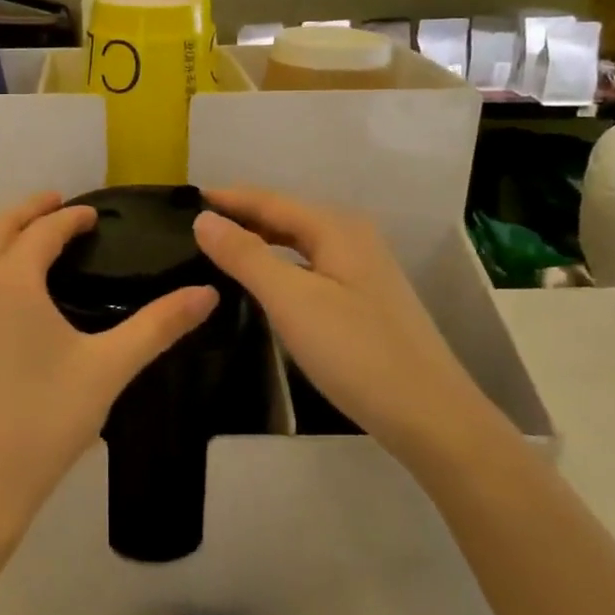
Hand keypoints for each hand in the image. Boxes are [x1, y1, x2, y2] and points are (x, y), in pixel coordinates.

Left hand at [0, 192, 217, 542]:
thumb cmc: (44, 421)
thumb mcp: (108, 369)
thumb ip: (158, 326)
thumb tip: (207, 293)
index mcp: (11, 281)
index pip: (43, 231)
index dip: (70, 218)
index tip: (94, 215)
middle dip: (28, 210)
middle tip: (58, 204)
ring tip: (27, 233)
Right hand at [192, 186, 496, 458]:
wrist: (430, 415)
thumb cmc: (356, 351)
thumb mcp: (291, 300)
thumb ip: (245, 256)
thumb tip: (203, 219)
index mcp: (336, 228)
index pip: (270, 200)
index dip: (228, 198)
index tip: (185, 199)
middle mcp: (352, 238)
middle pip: (286, 217)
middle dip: (242, 216)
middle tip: (194, 226)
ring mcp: (362, 270)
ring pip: (299, 244)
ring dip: (260, 241)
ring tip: (218, 249)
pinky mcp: (364, 300)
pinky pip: (310, 267)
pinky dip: (280, 266)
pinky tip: (263, 284)